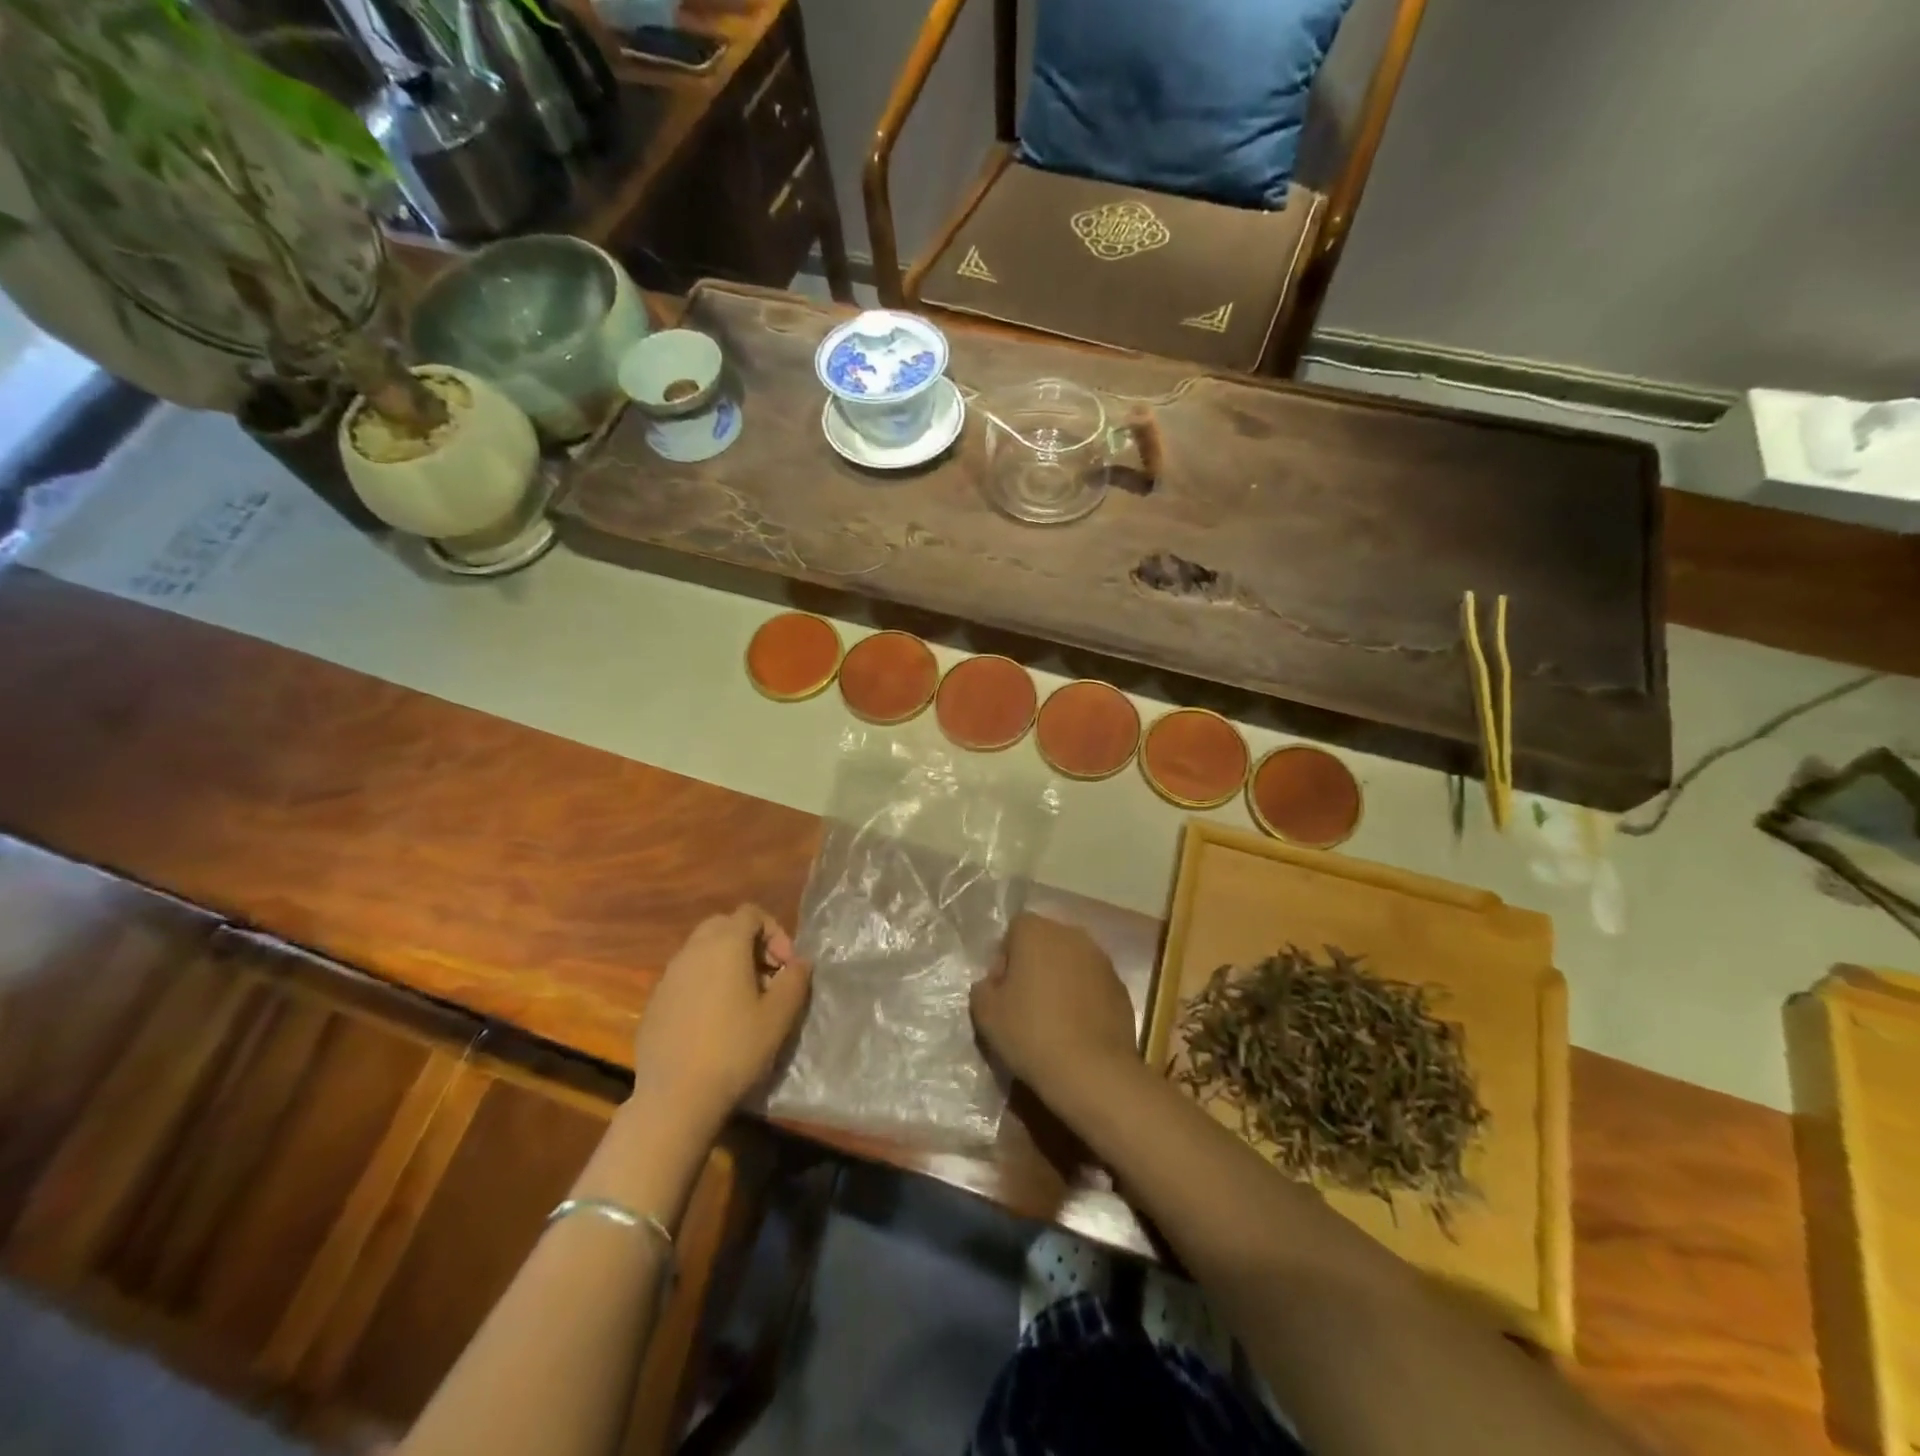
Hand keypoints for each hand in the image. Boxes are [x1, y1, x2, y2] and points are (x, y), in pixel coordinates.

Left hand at [630, 905, 812, 1129]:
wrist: (675, 1097)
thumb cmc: (734, 1049)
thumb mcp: (779, 1016)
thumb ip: (795, 980)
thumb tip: (800, 963)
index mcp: (725, 945)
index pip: (751, 913)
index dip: (775, 932)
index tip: (786, 966)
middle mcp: (693, 950)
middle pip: (724, 925)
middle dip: (749, 942)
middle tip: (766, 975)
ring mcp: (668, 976)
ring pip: (702, 951)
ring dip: (726, 962)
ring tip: (743, 999)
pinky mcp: (654, 1001)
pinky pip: (685, 977)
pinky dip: (704, 983)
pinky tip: (714, 1020)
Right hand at [971, 914, 1137, 1095]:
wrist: (1091, 1069)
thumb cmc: (1030, 1033)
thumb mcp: (986, 1014)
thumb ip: (983, 988)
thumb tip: (994, 984)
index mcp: (1036, 931)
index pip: (1013, 931)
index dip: (1004, 960)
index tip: (1002, 992)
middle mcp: (1071, 934)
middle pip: (1045, 942)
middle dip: (1034, 965)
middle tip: (1024, 1004)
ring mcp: (1101, 958)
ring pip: (1071, 961)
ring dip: (1060, 980)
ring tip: (1053, 1018)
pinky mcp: (1120, 985)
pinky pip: (1092, 983)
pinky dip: (1083, 996)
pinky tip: (1077, 1028)